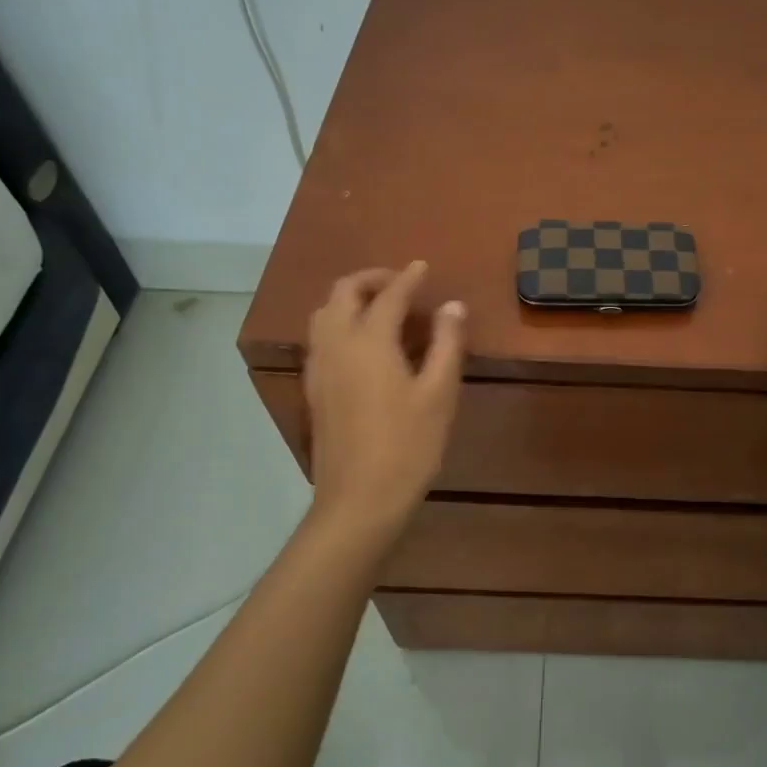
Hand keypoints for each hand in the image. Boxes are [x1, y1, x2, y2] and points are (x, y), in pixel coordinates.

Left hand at [304, 262, 464, 540]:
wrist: (359, 500)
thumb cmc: (408, 445)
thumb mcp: (439, 393)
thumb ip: (447, 343)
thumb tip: (453, 306)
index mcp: (369, 342)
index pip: (389, 295)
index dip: (409, 278)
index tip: (424, 267)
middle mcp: (336, 345)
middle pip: (343, 293)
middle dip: (371, 279)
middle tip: (401, 283)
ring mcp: (319, 368)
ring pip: (323, 313)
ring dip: (350, 298)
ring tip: (380, 307)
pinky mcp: (313, 390)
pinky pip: (320, 338)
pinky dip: (339, 322)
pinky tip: (362, 343)